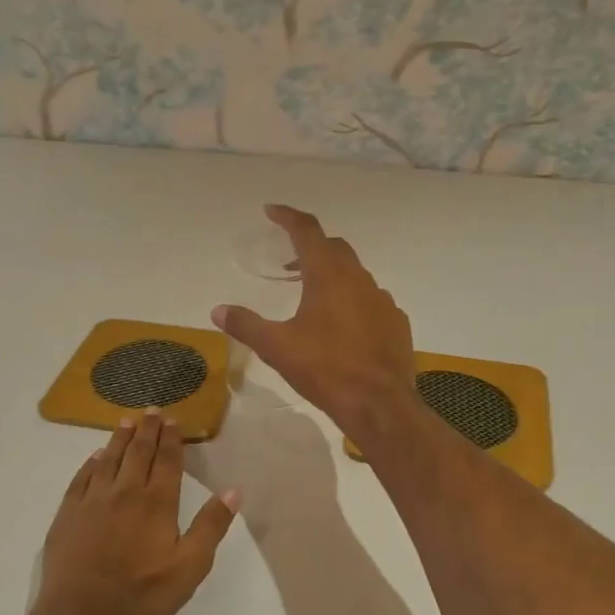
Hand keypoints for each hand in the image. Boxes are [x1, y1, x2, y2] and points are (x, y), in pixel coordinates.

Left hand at [36, 411, 239, 614]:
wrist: (82, 614)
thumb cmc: (142, 595)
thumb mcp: (190, 567)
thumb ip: (211, 526)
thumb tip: (234, 490)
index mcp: (157, 503)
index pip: (167, 461)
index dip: (171, 439)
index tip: (173, 420)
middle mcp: (125, 492)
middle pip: (138, 453)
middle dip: (147, 430)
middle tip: (151, 411)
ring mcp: (92, 501)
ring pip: (108, 460)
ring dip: (119, 439)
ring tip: (125, 422)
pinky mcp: (68, 514)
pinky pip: (81, 479)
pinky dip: (90, 464)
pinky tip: (94, 458)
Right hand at [212, 205, 416, 437]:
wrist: (379, 404)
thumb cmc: (325, 369)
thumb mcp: (277, 348)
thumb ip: (246, 325)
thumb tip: (218, 310)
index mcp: (328, 276)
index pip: (307, 231)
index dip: (287, 217)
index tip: (271, 210)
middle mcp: (359, 279)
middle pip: (334, 248)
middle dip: (310, 248)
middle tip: (289, 263)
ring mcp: (382, 300)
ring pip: (355, 275)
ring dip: (333, 276)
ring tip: (313, 298)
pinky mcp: (396, 323)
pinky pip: (371, 301)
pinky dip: (353, 302)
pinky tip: (343, 327)